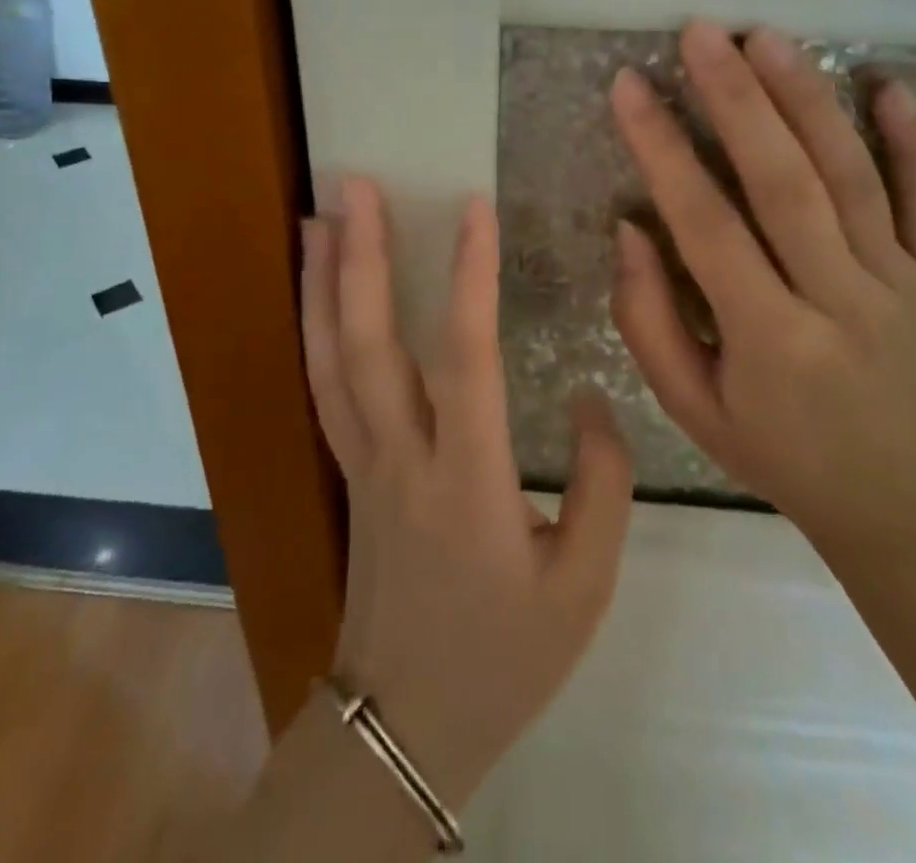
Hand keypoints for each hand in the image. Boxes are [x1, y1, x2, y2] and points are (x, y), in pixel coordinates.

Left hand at [301, 179, 633, 807]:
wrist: (406, 730)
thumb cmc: (504, 656)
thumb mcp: (585, 585)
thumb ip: (602, 484)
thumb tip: (586, 396)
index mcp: (468, 482)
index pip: (466, 358)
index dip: (470, 276)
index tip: (474, 206)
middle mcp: (402, 458)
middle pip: (370, 344)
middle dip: (362, 257)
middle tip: (354, 185)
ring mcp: (363, 463)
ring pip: (331, 360)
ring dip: (322, 283)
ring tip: (317, 217)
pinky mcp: (349, 473)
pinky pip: (323, 389)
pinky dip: (313, 331)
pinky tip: (316, 295)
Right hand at [608, 20, 915, 561]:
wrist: (899, 499)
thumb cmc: (776, 451)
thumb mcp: (690, 406)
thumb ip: (649, 319)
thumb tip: (629, 227)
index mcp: (770, 341)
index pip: (706, 226)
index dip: (663, 150)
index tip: (630, 86)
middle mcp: (841, 301)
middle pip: (785, 183)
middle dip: (738, 100)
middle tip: (701, 34)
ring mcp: (902, 285)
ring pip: (853, 177)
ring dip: (809, 100)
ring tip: (767, 39)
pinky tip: (888, 84)